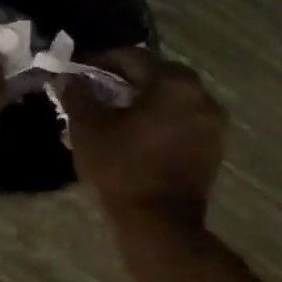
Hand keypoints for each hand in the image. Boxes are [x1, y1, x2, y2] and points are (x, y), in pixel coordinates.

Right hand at [62, 49, 226, 225]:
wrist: (159, 223)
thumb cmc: (122, 168)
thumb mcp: (88, 128)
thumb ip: (77, 94)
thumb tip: (67, 77)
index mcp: (172, 83)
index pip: (132, 57)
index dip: (101, 60)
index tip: (79, 71)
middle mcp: (200, 95)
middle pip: (156, 74)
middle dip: (125, 79)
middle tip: (97, 89)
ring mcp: (212, 122)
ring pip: (171, 97)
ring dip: (144, 99)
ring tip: (115, 112)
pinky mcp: (214, 146)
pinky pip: (182, 118)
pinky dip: (161, 118)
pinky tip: (137, 131)